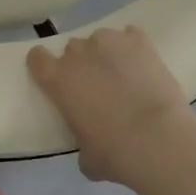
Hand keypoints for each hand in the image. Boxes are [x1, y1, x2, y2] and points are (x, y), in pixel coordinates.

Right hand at [27, 26, 195, 185]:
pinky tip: (143, 65)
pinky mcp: (138, 40)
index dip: (44, 66)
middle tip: (97, 87)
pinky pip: (130, 36)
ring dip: (107, 54)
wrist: (159, 140)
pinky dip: (133, 48)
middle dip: (82, 64)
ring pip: (101, 40)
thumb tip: (89, 148)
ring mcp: (108, 41)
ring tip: (124, 76)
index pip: (37, 58)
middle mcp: (78, 53)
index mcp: (57, 79)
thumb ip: (81, 143)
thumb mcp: (86, 158)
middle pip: (73, 49)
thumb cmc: (115, 153)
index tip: (55, 79)